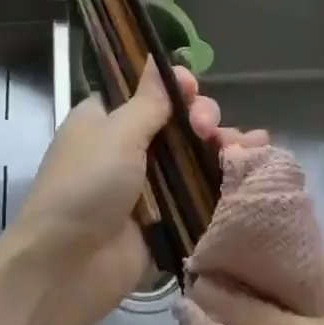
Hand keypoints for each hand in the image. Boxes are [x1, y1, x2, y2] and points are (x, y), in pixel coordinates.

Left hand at [0, 62, 265, 324]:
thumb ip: (147, 101)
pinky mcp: (167, 217)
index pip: (147, 91)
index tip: (191, 88)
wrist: (68, 266)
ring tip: (248, 146)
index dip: (174, 86)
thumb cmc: (85, 186)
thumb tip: (158, 58)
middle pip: (177, 121)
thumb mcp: (116, 134)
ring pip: (194, 155)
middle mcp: (127, 146)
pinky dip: (226, 178)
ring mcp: (149, 184)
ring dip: (221, 145)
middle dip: (201, 117)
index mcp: (105, 119)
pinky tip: (256, 165)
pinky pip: (200, 190)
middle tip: (206, 129)